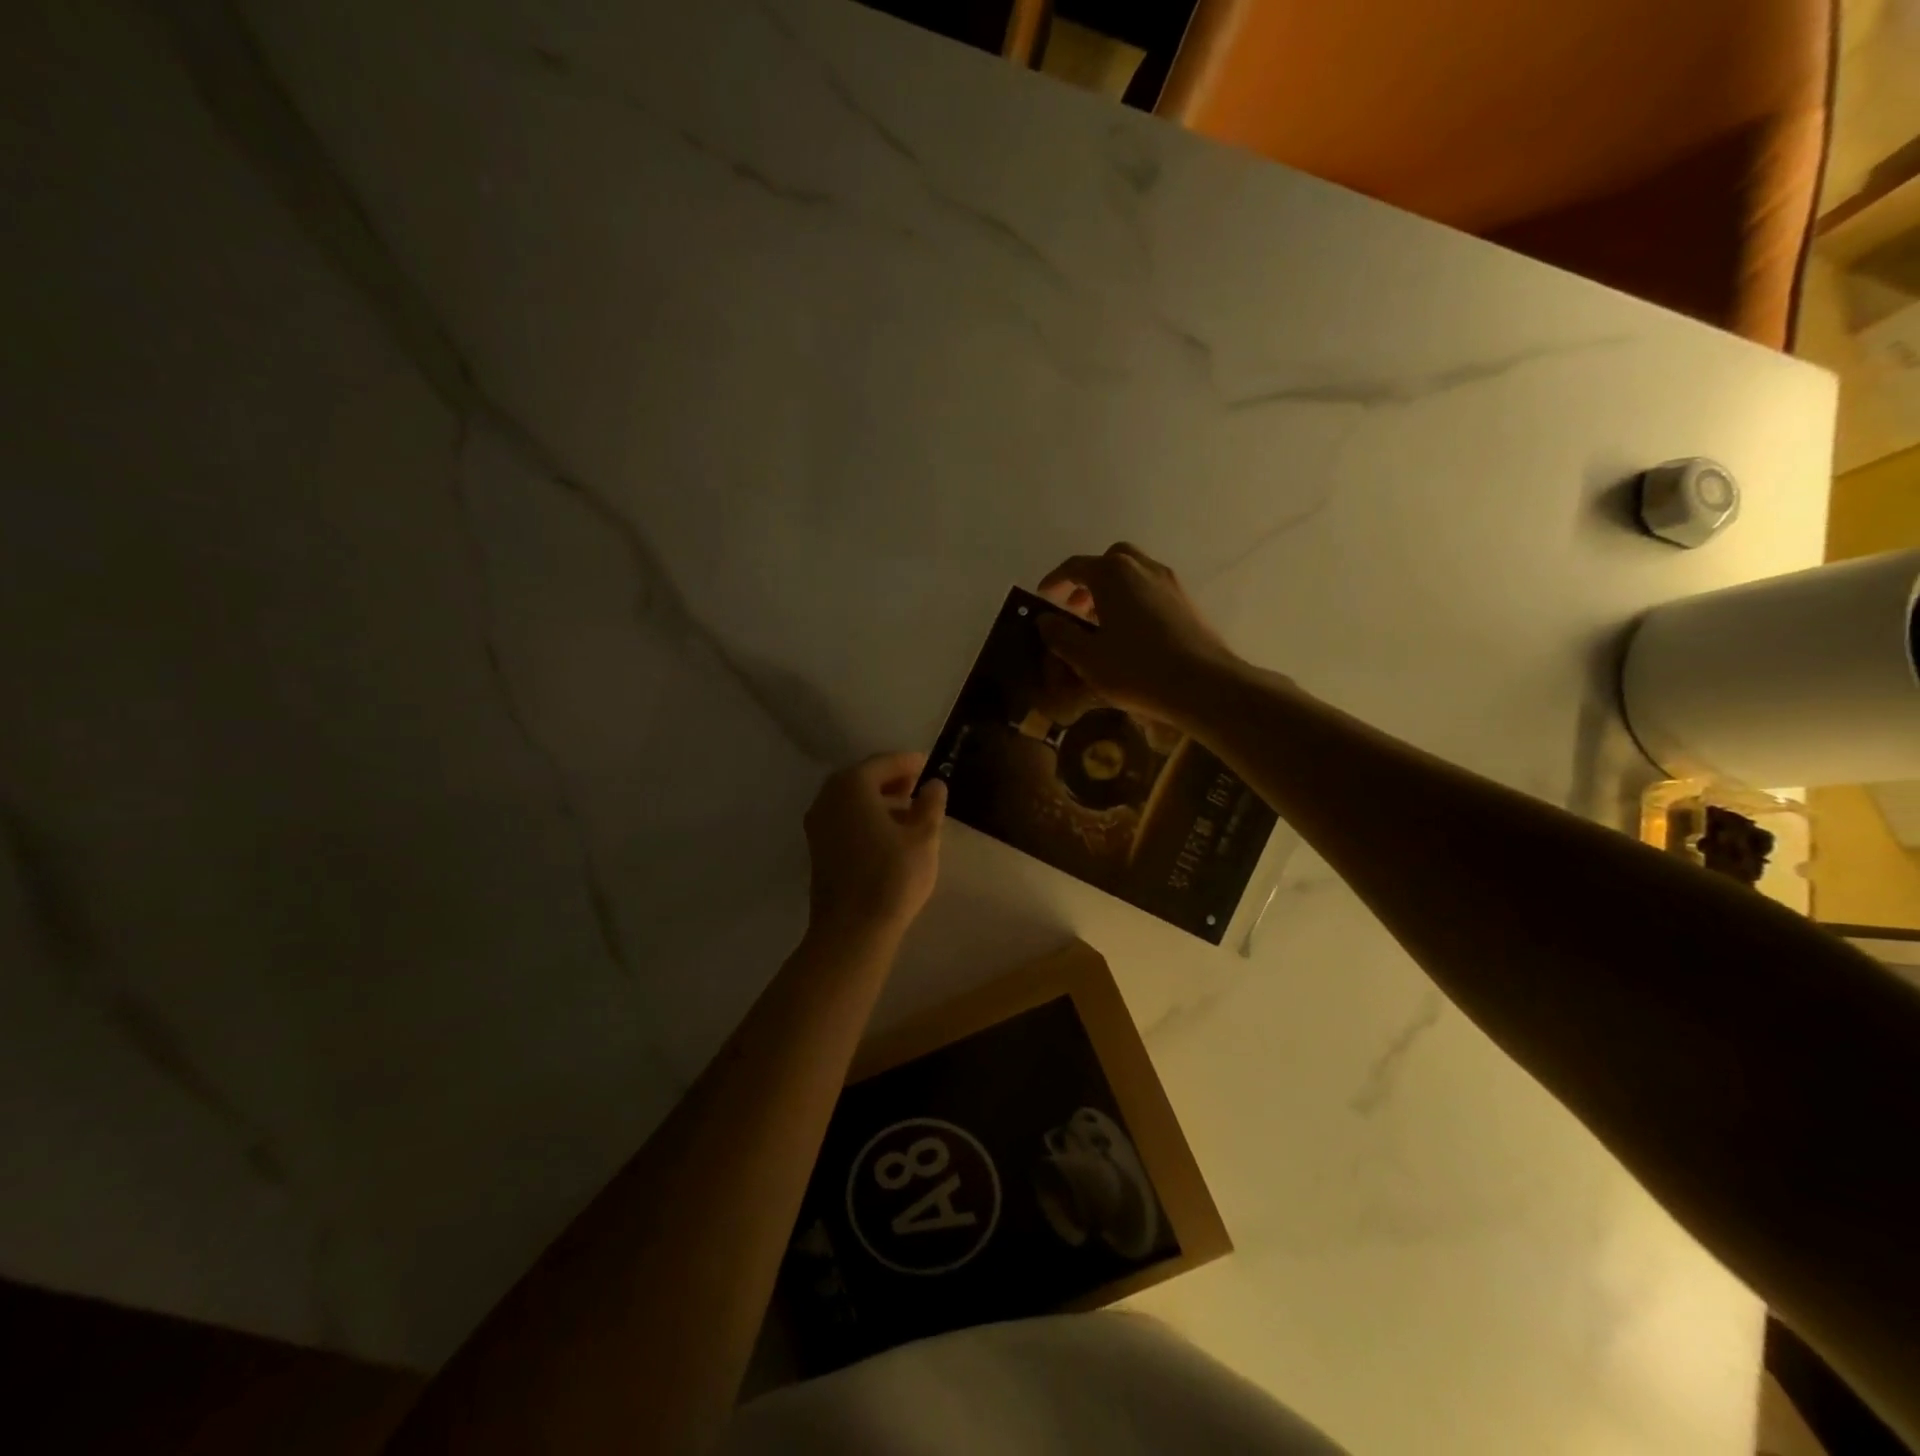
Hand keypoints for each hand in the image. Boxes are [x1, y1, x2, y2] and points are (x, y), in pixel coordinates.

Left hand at [804, 753, 946, 939]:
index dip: (909, 763)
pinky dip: (866, 819)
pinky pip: (845, 820)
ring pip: (852, 801)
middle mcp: (828, 797)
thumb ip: (930, 804)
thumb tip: (934, 784)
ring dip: (880, 802)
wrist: (852, 930)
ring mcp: (818, 824)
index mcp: (852, 785)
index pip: (884, 762)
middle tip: (920, 789)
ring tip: (910, 815)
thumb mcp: (923, 837)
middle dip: (893, 781)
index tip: (930, 766)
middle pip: (864, 779)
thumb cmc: (892, 876)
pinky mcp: (817, 848)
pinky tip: (889, 836)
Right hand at [1037, 543, 1245, 726]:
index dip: (1055, 580)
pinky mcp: (1187, 602)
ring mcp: (1169, 583)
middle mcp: (1142, 568)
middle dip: (1088, 579)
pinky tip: (1130, 633)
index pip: (1075, 567)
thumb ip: (1060, 635)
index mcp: (1113, 574)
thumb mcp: (1087, 658)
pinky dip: (1134, 600)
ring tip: (1100, 623)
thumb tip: (1044, 619)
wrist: (1203, 684)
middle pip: (1110, 560)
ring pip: (1134, 573)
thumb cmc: (1136, 669)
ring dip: (1112, 590)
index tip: (1043, 596)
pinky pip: (1151, 589)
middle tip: (1075, 607)